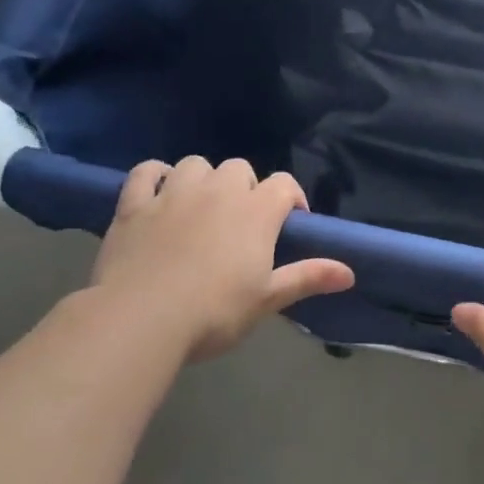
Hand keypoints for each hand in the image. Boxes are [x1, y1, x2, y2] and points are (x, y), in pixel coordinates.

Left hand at [92, 157, 354, 361]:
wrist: (141, 319)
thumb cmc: (215, 312)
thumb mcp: (267, 300)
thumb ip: (308, 277)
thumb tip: (350, 273)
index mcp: (255, 212)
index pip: (284, 185)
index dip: (291, 199)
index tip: (290, 224)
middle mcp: (217, 192)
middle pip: (239, 168)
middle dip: (246, 188)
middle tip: (242, 222)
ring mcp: (173, 194)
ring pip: (196, 164)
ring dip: (204, 179)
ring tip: (202, 207)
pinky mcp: (134, 205)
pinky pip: (146, 171)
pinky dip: (156, 176)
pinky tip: (159, 192)